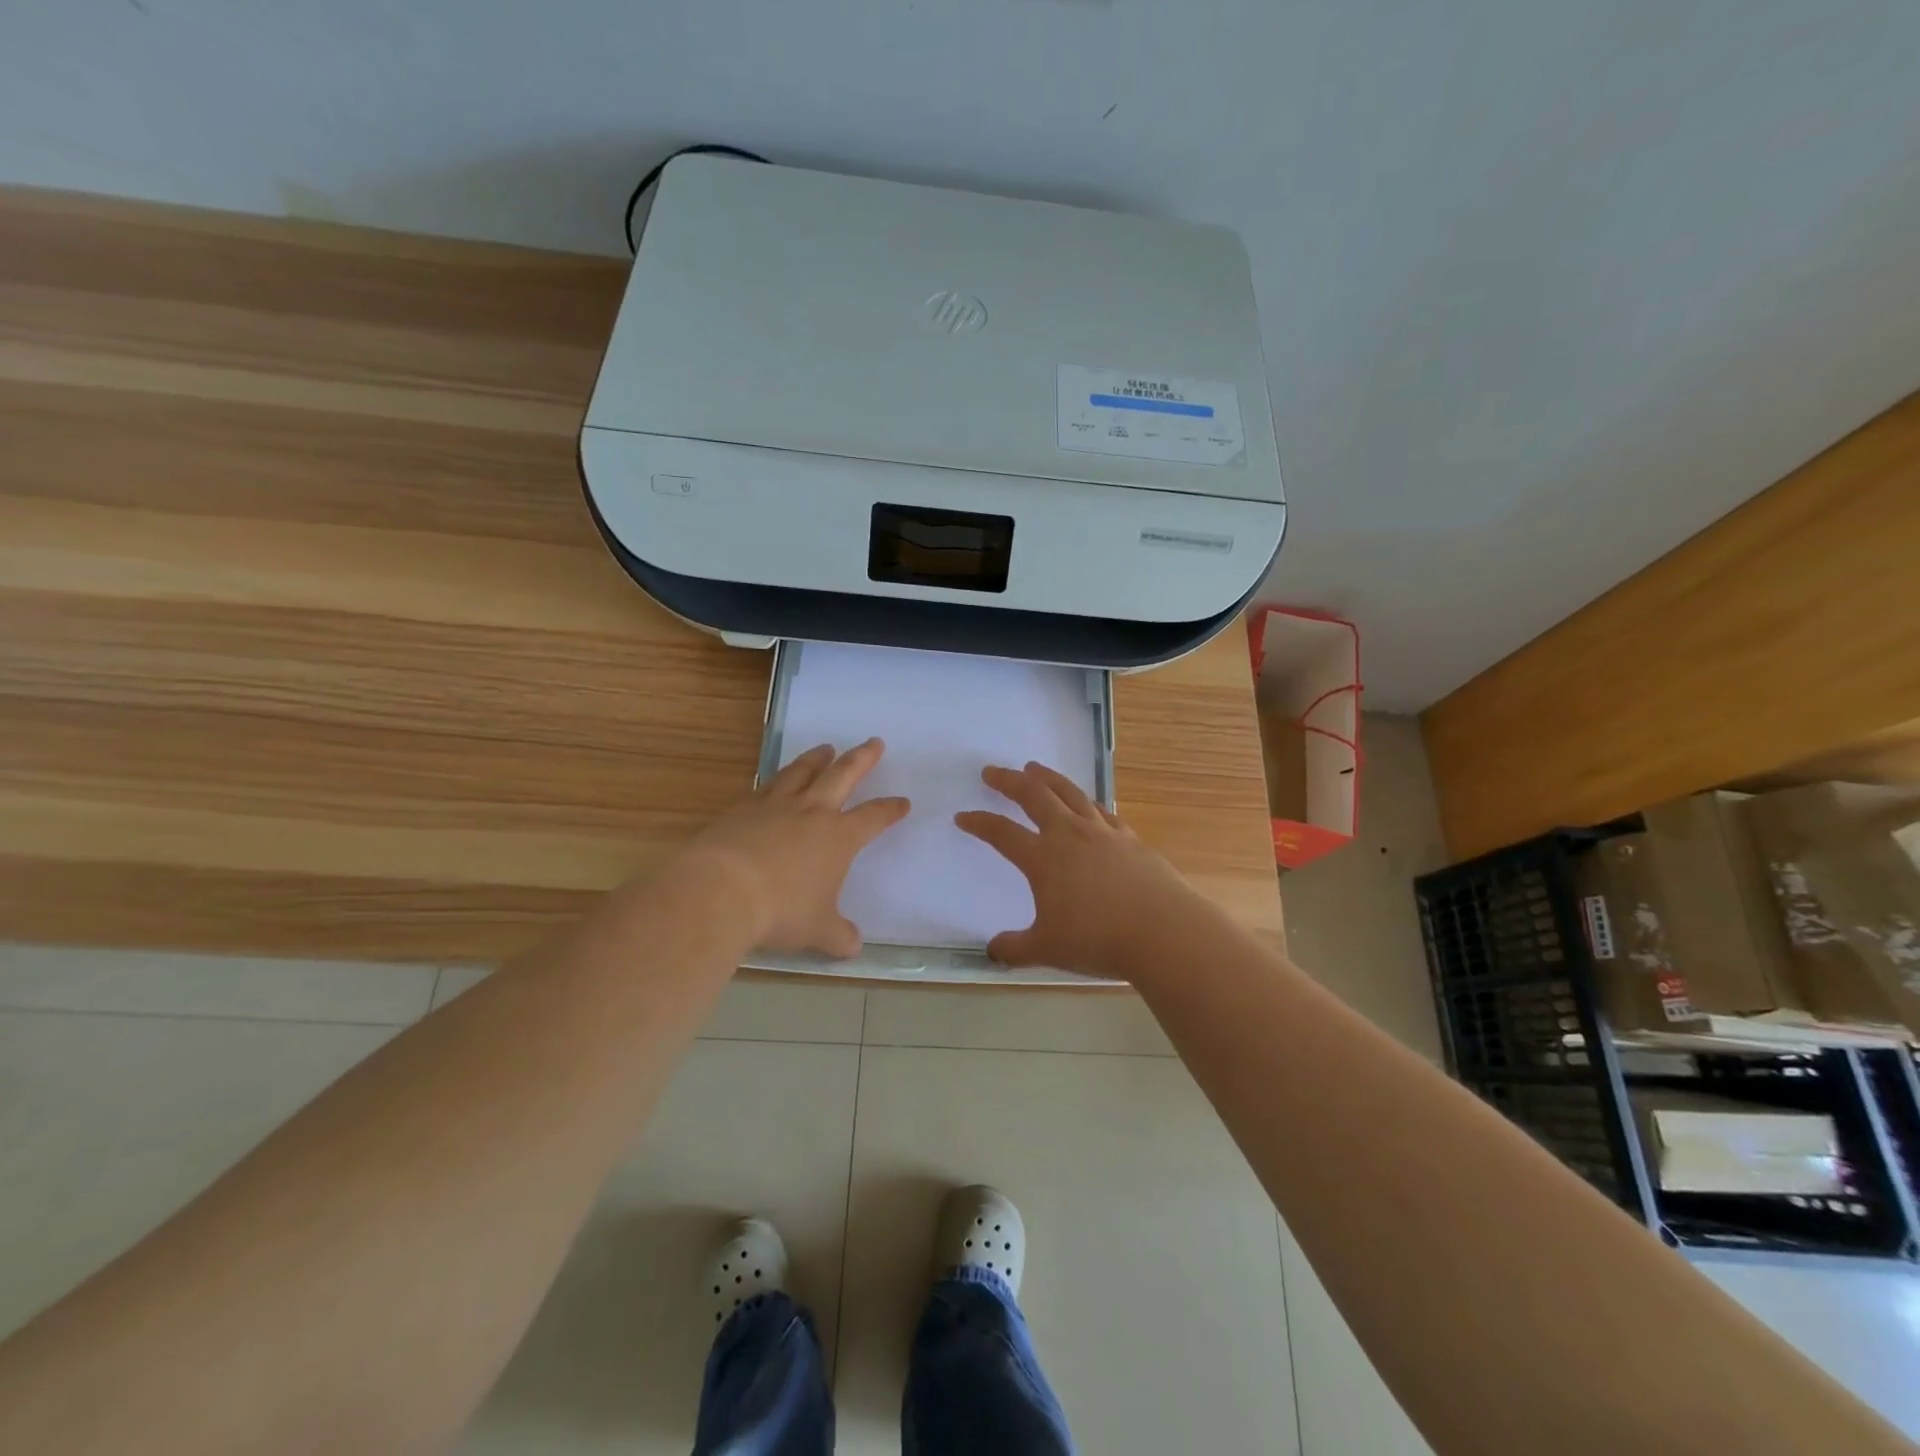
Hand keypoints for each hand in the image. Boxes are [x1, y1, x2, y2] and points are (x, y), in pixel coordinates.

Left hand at [679, 739, 909, 957]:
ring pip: (802, 771)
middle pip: (843, 775)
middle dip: (862, 759)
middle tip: (874, 742)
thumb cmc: (780, 911)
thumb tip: (853, 945)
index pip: (873, 817)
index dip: (890, 809)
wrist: (720, 892)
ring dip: (817, 758)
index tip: (902, 802)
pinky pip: (767, 786)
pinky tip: (776, 781)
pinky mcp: (742, 809)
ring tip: (825, 749)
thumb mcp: (817, 931)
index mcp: (839, 837)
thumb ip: (839, 936)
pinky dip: (778, 779)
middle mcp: (811, 812)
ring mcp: (775, 806)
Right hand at [955, 761, 1195, 979]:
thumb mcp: (1047, 949)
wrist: (1162, 931)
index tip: (963, 817)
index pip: (1001, 833)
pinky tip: (1086, 804)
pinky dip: (1086, 802)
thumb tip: (993, 950)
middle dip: (1009, 781)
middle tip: (992, 772)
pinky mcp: (1130, 839)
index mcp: (1043, 858)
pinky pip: (1101, 811)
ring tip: (1034, 768)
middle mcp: (1070, 835)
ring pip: (1069, 793)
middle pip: (1034, 796)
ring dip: (1048, 778)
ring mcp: (1102, 833)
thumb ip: (1015, 948)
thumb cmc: (1098, 940)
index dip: (979, 823)